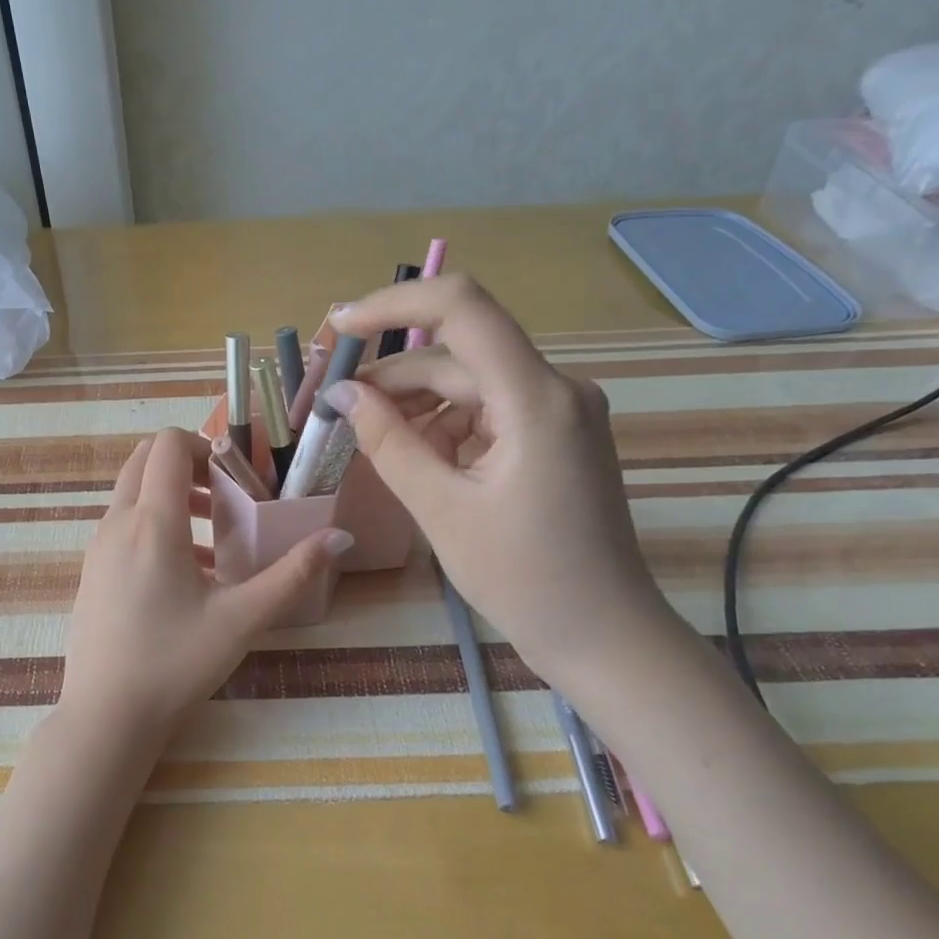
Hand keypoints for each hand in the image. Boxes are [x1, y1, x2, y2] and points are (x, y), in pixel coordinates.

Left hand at [59, 428, 349, 745]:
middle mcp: (117, 523)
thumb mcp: (242, 619)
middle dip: (188, 465)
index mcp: (152, 522)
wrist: (105, 717)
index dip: (204, 444)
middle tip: (228, 496)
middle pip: (145, 460)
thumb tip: (340, 537)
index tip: (237, 474)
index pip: (167, 445)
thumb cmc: (175, 663)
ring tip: (217, 535)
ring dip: (173, 496)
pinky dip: (155, 524)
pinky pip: (124, 525)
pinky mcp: (91, 571)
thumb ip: (293, 574)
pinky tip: (189, 572)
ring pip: (133, 493)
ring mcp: (98, 547)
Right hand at [325, 276, 672, 688]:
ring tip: (371, 442)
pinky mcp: (553, 434)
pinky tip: (416, 458)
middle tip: (336, 408)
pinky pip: (486, 410)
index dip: (394, 303)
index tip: (340, 327)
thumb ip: (388, 442)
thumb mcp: (442, 510)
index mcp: (536, 398)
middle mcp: (556, 388)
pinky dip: (445, 425)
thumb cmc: (524, 579)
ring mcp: (559, 411)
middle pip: (458, 355)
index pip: (462, 308)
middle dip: (392, 376)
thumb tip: (342, 394)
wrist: (603, 635)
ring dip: (415, 405)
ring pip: (469, 383)